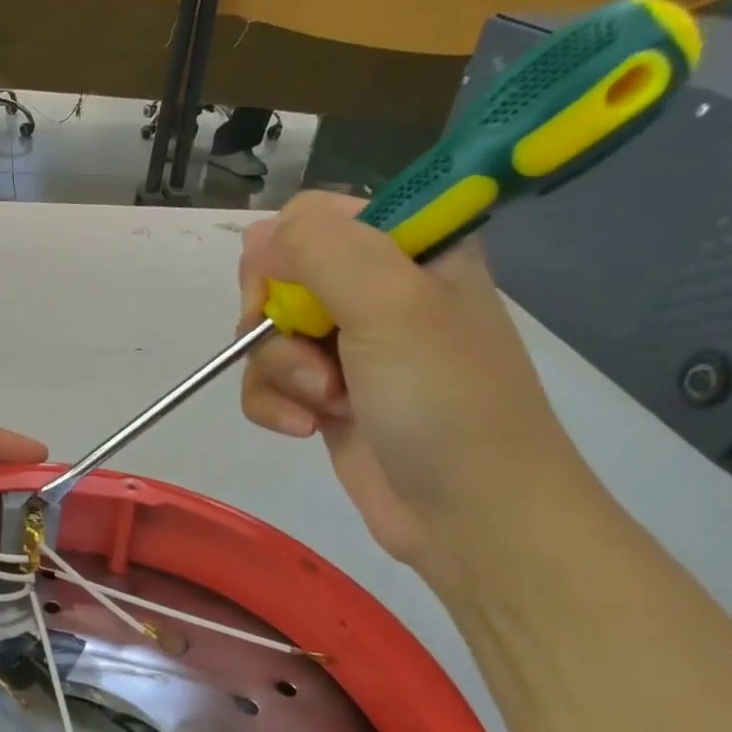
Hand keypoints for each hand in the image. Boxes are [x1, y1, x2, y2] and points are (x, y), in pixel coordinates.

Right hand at [237, 192, 601, 583]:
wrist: (473, 515)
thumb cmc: (446, 401)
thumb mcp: (391, 305)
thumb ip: (320, 250)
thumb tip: (257, 239)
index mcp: (410, 247)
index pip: (314, 216)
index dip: (286, 253)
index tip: (289, 294)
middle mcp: (376, 290)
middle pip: (278, 278)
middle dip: (278, 323)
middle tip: (311, 354)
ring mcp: (349, 346)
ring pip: (266, 336)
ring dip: (281, 373)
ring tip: (326, 405)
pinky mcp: (326, 395)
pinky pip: (267, 382)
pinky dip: (275, 406)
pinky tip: (307, 429)